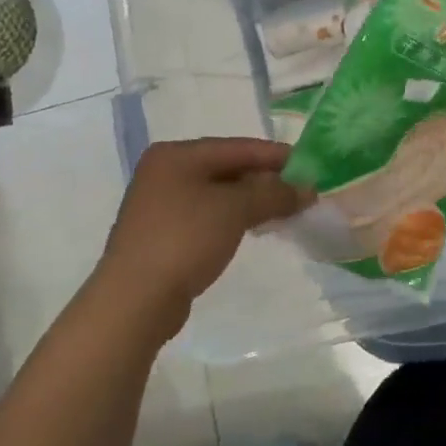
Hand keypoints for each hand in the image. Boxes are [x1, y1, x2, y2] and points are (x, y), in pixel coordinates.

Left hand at [94, 138, 309, 342]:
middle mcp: (164, 172)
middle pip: (226, 168)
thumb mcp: (235, 209)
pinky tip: (254, 229)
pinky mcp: (162, 233)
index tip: (310, 166)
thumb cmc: (185, 239)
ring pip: (218, 193)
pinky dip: (233, 218)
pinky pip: (207, 215)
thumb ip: (274, 193)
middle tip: (301, 192)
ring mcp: (160, 204)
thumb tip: (306, 189)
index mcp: (176, 155)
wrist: (135, 299)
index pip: (237, 147)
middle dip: (265, 180)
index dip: (275, 156)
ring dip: (252, 201)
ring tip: (284, 211)